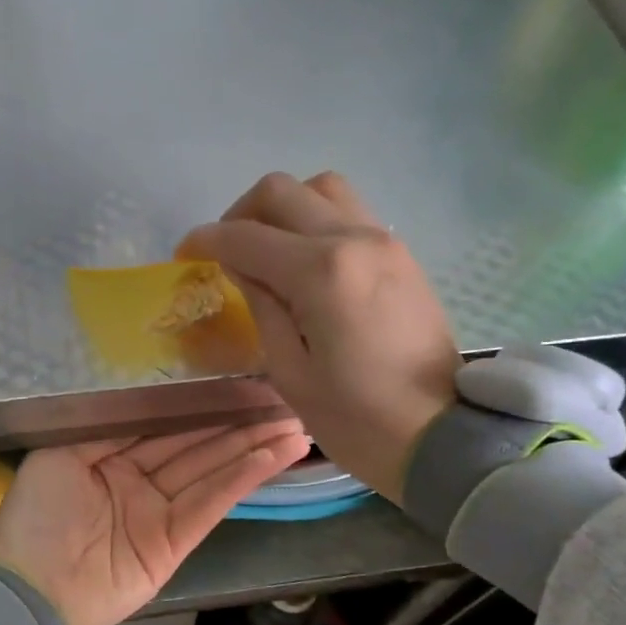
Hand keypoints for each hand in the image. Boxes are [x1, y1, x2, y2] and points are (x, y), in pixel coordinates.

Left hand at [0, 422, 308, 624]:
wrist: (27, 591)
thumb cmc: (37, 516)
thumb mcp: (59, 455)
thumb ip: (108, 427)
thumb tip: (154, 402)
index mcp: (108, 457)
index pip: (164, 425)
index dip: (201, 407)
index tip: (238, 385)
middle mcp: (138, 481)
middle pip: (196, 446)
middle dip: (238, 424)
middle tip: (282, 401)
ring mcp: (157, 513)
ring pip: (212, 471)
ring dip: (253, 448)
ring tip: (295, 426)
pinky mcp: (174, 543)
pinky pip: (211, 504)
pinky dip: (243, 480)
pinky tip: (274, 456)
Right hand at [180, 172, 458, 501]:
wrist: (440, 435)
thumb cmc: (355, 419)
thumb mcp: (289, 371)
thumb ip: (261, 306)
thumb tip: (241, 267)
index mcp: (321, 273)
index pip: (246, 236)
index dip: (206, 240)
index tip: (185, 254)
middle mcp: (354, 239)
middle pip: (282, 191)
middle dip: (241, 214)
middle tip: (225, 252)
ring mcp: (384, 241)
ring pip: (322, 189)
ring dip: (284, 209)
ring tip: (267, 251)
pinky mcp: (401, 254)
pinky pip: (349, 213)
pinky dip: (316, 222)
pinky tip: (305, 263)